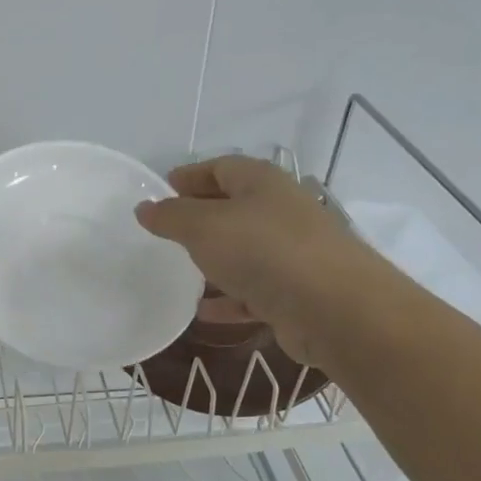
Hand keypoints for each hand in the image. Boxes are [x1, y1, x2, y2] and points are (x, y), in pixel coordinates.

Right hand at [133, 155, 379, 366]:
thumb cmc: (263, 251)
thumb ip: (170, 216)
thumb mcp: (203, 227)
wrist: (335, 310)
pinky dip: (228, 299)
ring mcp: (292, 253)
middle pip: (233, 208)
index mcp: (261, 183)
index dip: (190, 175)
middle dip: (199, 218)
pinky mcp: (296, 293)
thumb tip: (144, 207)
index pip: (221, 167)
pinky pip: (253, 291)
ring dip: (213, 261)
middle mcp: (280, 212)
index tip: (161, 190)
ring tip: (178, 272)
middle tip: (165, 232)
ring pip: (243, 252)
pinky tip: (202, 312)